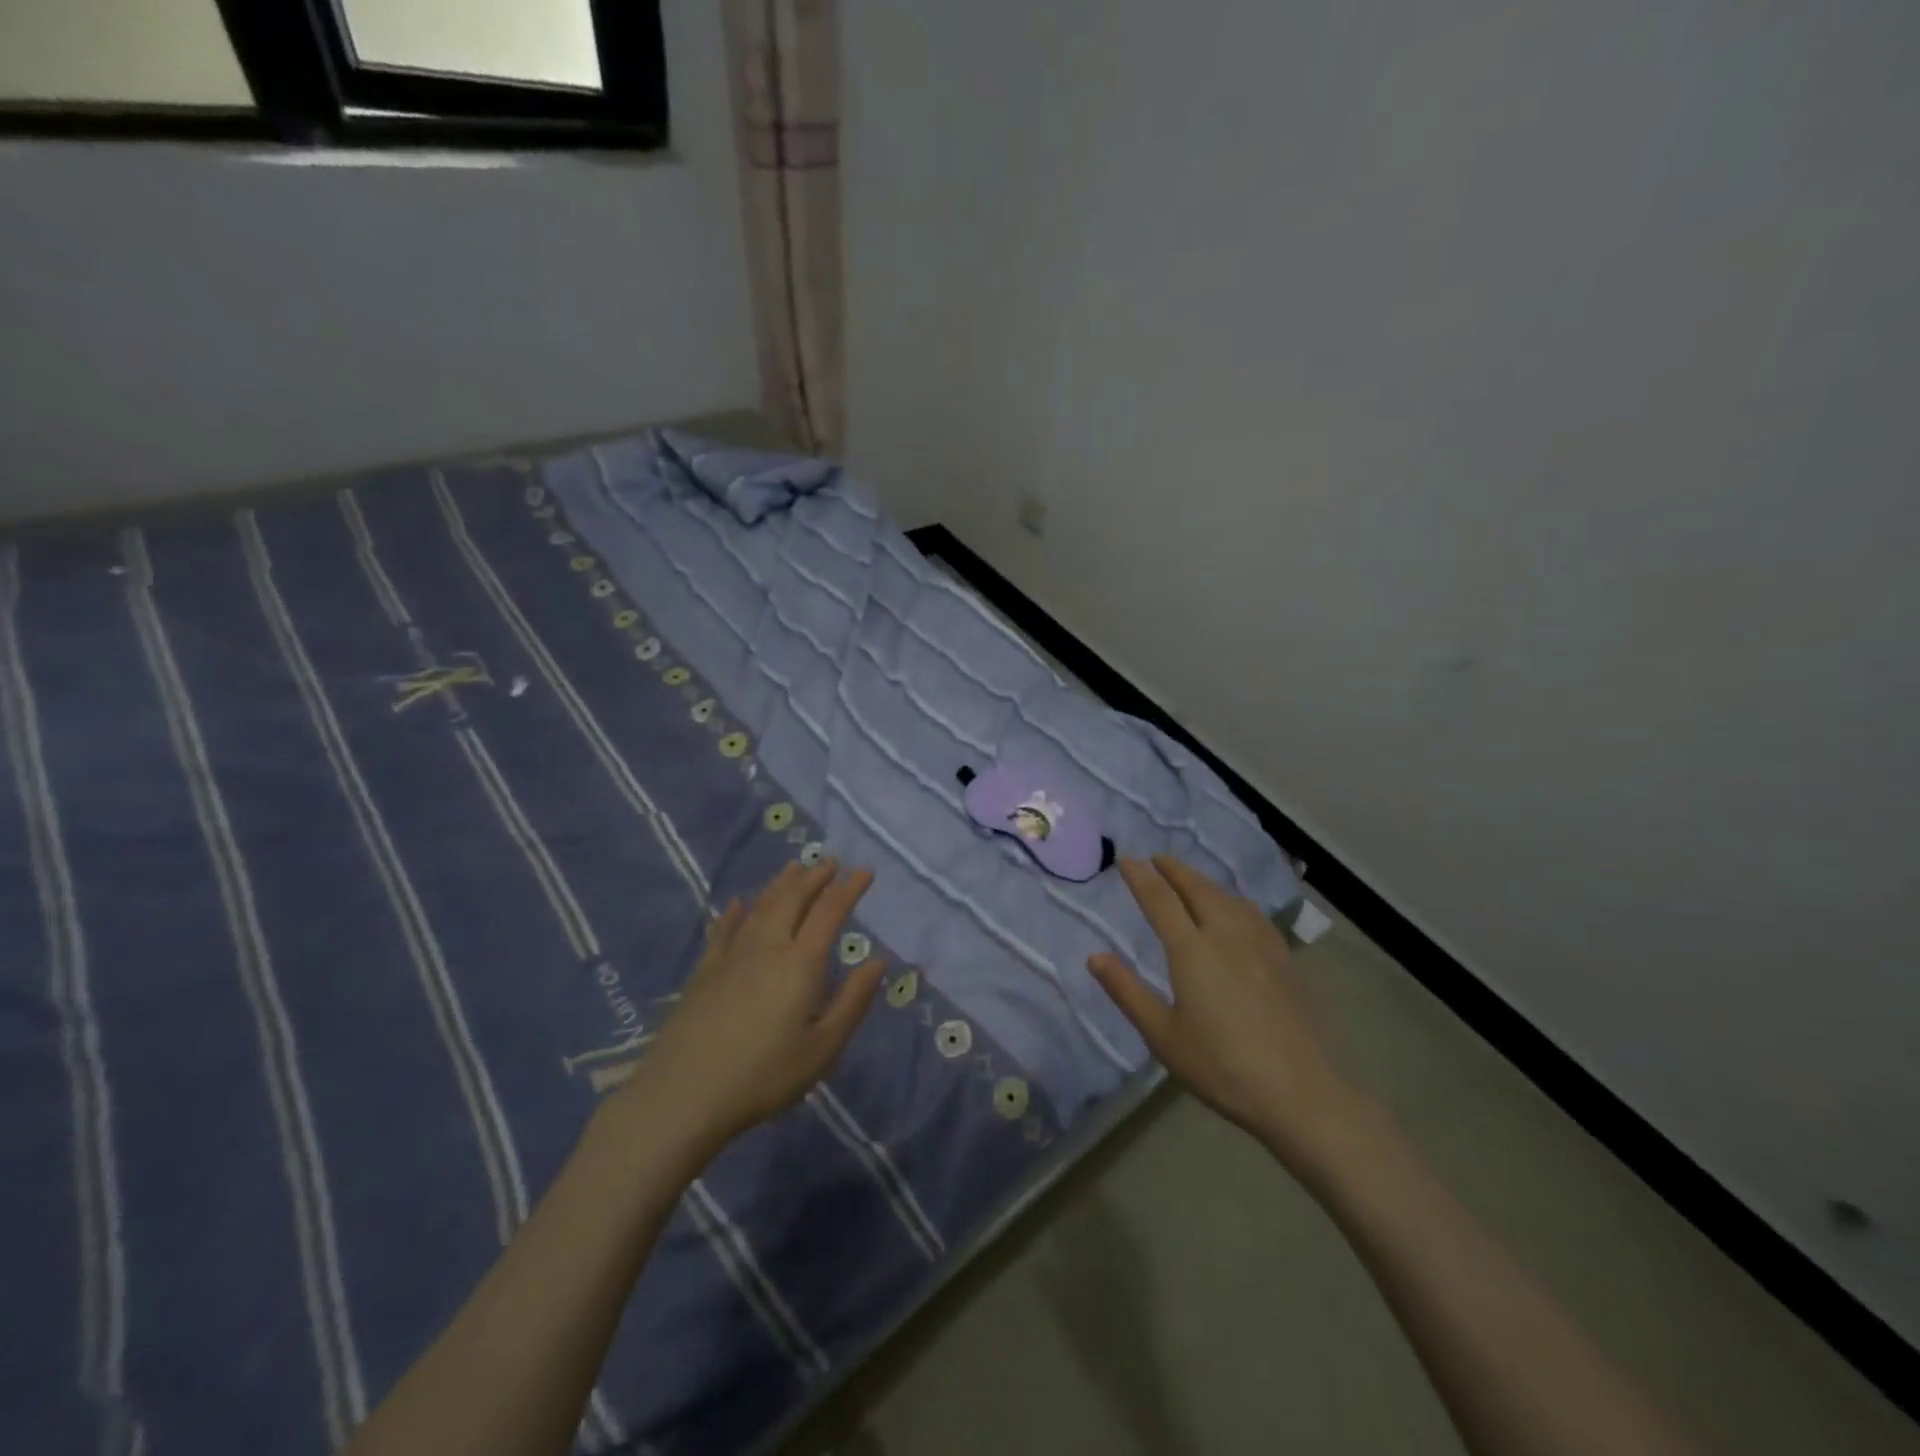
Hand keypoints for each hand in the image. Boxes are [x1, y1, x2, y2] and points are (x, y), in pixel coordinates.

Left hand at [617, 860, 886, 1153]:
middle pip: (792, 899)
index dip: (849, 889)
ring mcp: (731, 956)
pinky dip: (735, 912)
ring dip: (780, 884)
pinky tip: (738, 904)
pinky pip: (723, 930)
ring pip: (760, 907)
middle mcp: (766, 947)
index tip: (864, 871)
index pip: (829, 913)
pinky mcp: (704, 972)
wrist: (683, 1094)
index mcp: (800, 963)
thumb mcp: (822, 1048)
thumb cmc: (763, 1075)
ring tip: (793, 868)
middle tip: (829, 862)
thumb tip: (877, 961)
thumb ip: (852, 1002)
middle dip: (814, 877)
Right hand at [1089, 855, 1360, 1165]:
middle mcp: (1225, 936)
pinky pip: (1252, 913)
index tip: (1126, 860)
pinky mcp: (1282, 960)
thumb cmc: (1219, 1066)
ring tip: (1189, 878)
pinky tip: (1236, 909)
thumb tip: (1094, 957)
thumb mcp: (1162, 1035)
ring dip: (1203, 881)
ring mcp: (1258, 946)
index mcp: (1191, 951)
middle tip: (1156, 858)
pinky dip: (1233, 899)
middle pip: (1197, 889)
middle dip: (1174, 870)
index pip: (1160, 900)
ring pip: (1227, 898)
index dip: (1141, 878)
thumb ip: (1127, 991)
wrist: (1296, 1091)